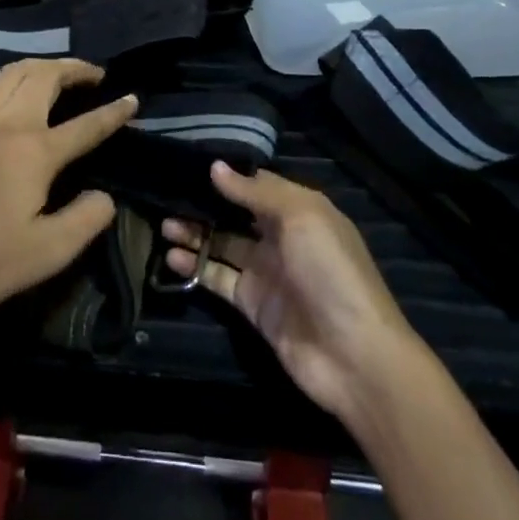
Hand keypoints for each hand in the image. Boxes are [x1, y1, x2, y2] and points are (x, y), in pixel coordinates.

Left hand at [0, 53, 136, 333]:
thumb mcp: (49, 253)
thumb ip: (86, 219)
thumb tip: (105, 196)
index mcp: (36, 153)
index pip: (87, 126)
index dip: (114, 112)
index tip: (133, 99)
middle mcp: (6, 126)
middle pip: (45, 80)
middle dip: (73, 70)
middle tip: (92, 74)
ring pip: (7, 76)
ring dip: (34, 65)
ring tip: (52, 70)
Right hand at [163, 163, 422, 431]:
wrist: (355, 357)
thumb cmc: (331, 272)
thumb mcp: (301, 217)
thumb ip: (255, 192)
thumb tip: (215, 167)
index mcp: (300, 210)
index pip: (257, 183)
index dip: (227, 174)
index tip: (190, 162)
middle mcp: (281, 237)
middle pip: (235, 213)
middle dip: (204, 204)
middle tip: (166, 196)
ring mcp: (266, 271)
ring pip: (222, 244)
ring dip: (194, 233)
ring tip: (163, 225)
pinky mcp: (252, 304)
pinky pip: (218, 277)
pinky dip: (195, 266)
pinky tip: (172, 257)